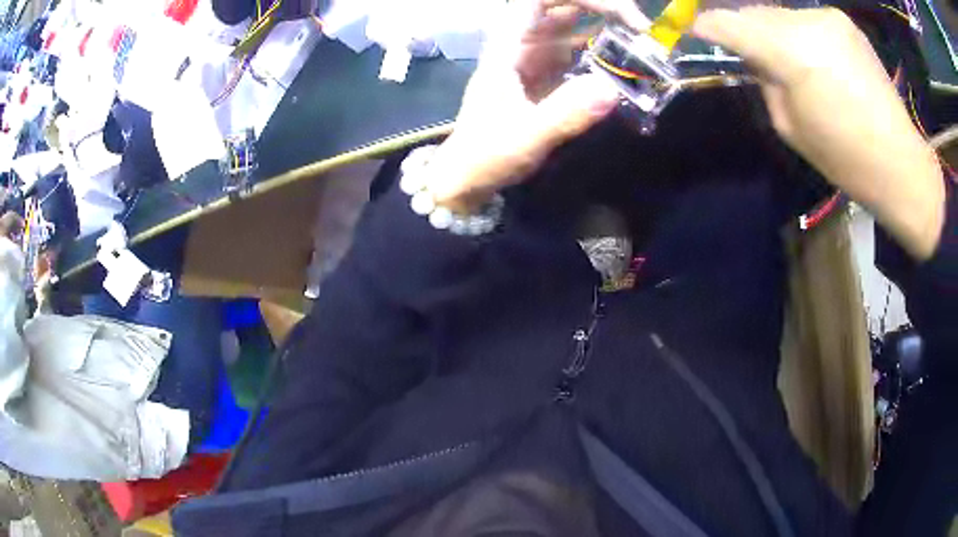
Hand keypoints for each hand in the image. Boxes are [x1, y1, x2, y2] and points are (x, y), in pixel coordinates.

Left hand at [424, 0, 647, 212]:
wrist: (468, 178)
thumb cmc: (486, 155)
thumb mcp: (526, 137)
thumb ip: (565, 114)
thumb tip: (612, 90)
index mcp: (509, 46)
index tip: (620, 13)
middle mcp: (523, 45)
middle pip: (564, 9)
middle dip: (603, 11)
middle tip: (643, 32)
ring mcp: (535, 60)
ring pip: (574, 31)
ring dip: (607, 32)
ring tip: (643, 48)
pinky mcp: (546, 78)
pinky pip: (578, 55)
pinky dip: (602, 56)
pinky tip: (625, 69)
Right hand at [694, 7, 946, 258]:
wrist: (901, 163)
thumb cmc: (847, 159)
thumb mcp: (791, 127)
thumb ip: (766, 83)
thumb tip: (755, 58)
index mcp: (793, 52)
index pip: (731, 24)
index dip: (706, 26)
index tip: (690, 31)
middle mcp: (808, 21)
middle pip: (756, 12)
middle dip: (744, 29)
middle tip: (742, 51)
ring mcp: (829, 17)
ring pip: (781, 14)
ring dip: (773, 31)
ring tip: (783, 59)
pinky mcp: (845, 22)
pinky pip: (806, 20)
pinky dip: (798, 33)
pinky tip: (811, 58)